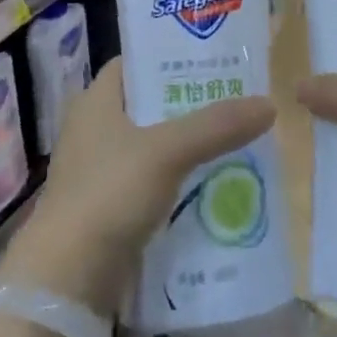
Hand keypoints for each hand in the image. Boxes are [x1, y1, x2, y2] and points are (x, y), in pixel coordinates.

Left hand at [0, 57, 274, 314]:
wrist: (67, 280)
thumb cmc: (109, 194)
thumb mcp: (167, 151)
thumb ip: (217, 126)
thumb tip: (269, 104)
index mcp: (96, 101)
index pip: (135, 63)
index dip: (170, 56)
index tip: (212, 59)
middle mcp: (94, 129)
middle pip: (149, 106)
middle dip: (190, 106)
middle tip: (236, 101)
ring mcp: (99, 172)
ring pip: (154, 148)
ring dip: (189, 147)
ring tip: (235, 141)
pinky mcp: (108, 209)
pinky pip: (152, 185)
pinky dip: (179, 183)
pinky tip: (214, 187)